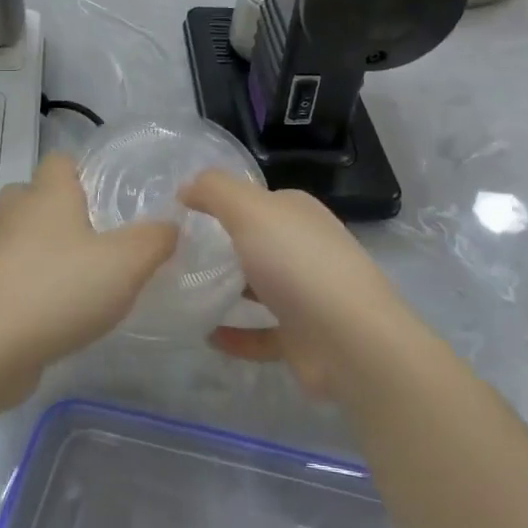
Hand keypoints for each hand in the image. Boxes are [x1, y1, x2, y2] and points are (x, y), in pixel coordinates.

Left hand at [0, 154, 177, 379]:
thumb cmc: (61, 288)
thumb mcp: (128, 262)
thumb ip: (155, 239)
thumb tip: (170, 226)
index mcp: (48, 195)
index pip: (58, 160)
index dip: (80, 171)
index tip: (103, 195)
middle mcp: (13, 214)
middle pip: (29, 195)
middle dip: (52, 209)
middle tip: (87, 235)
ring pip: (11, 236)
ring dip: (32, 248)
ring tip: (67, 274)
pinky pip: (2, 275)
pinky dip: (19, 284)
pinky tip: (45, 309)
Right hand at [181, 172, 417, 396]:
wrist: (350, 340)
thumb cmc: (297, 263)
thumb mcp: (250, 210)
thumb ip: (214, 191)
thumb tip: (186, 187)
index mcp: (298, 213)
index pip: (258, 200)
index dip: (222, 202)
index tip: (182, 215)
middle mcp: (305, 248)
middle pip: (258, 242)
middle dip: (223, 246)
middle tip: (177, 254)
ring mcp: (307, 295)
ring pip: (261, 287)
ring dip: (229, 290)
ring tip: (185, 291)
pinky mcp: (302, 337)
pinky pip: (261, 333)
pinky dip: (236, 334)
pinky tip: (206, 335)